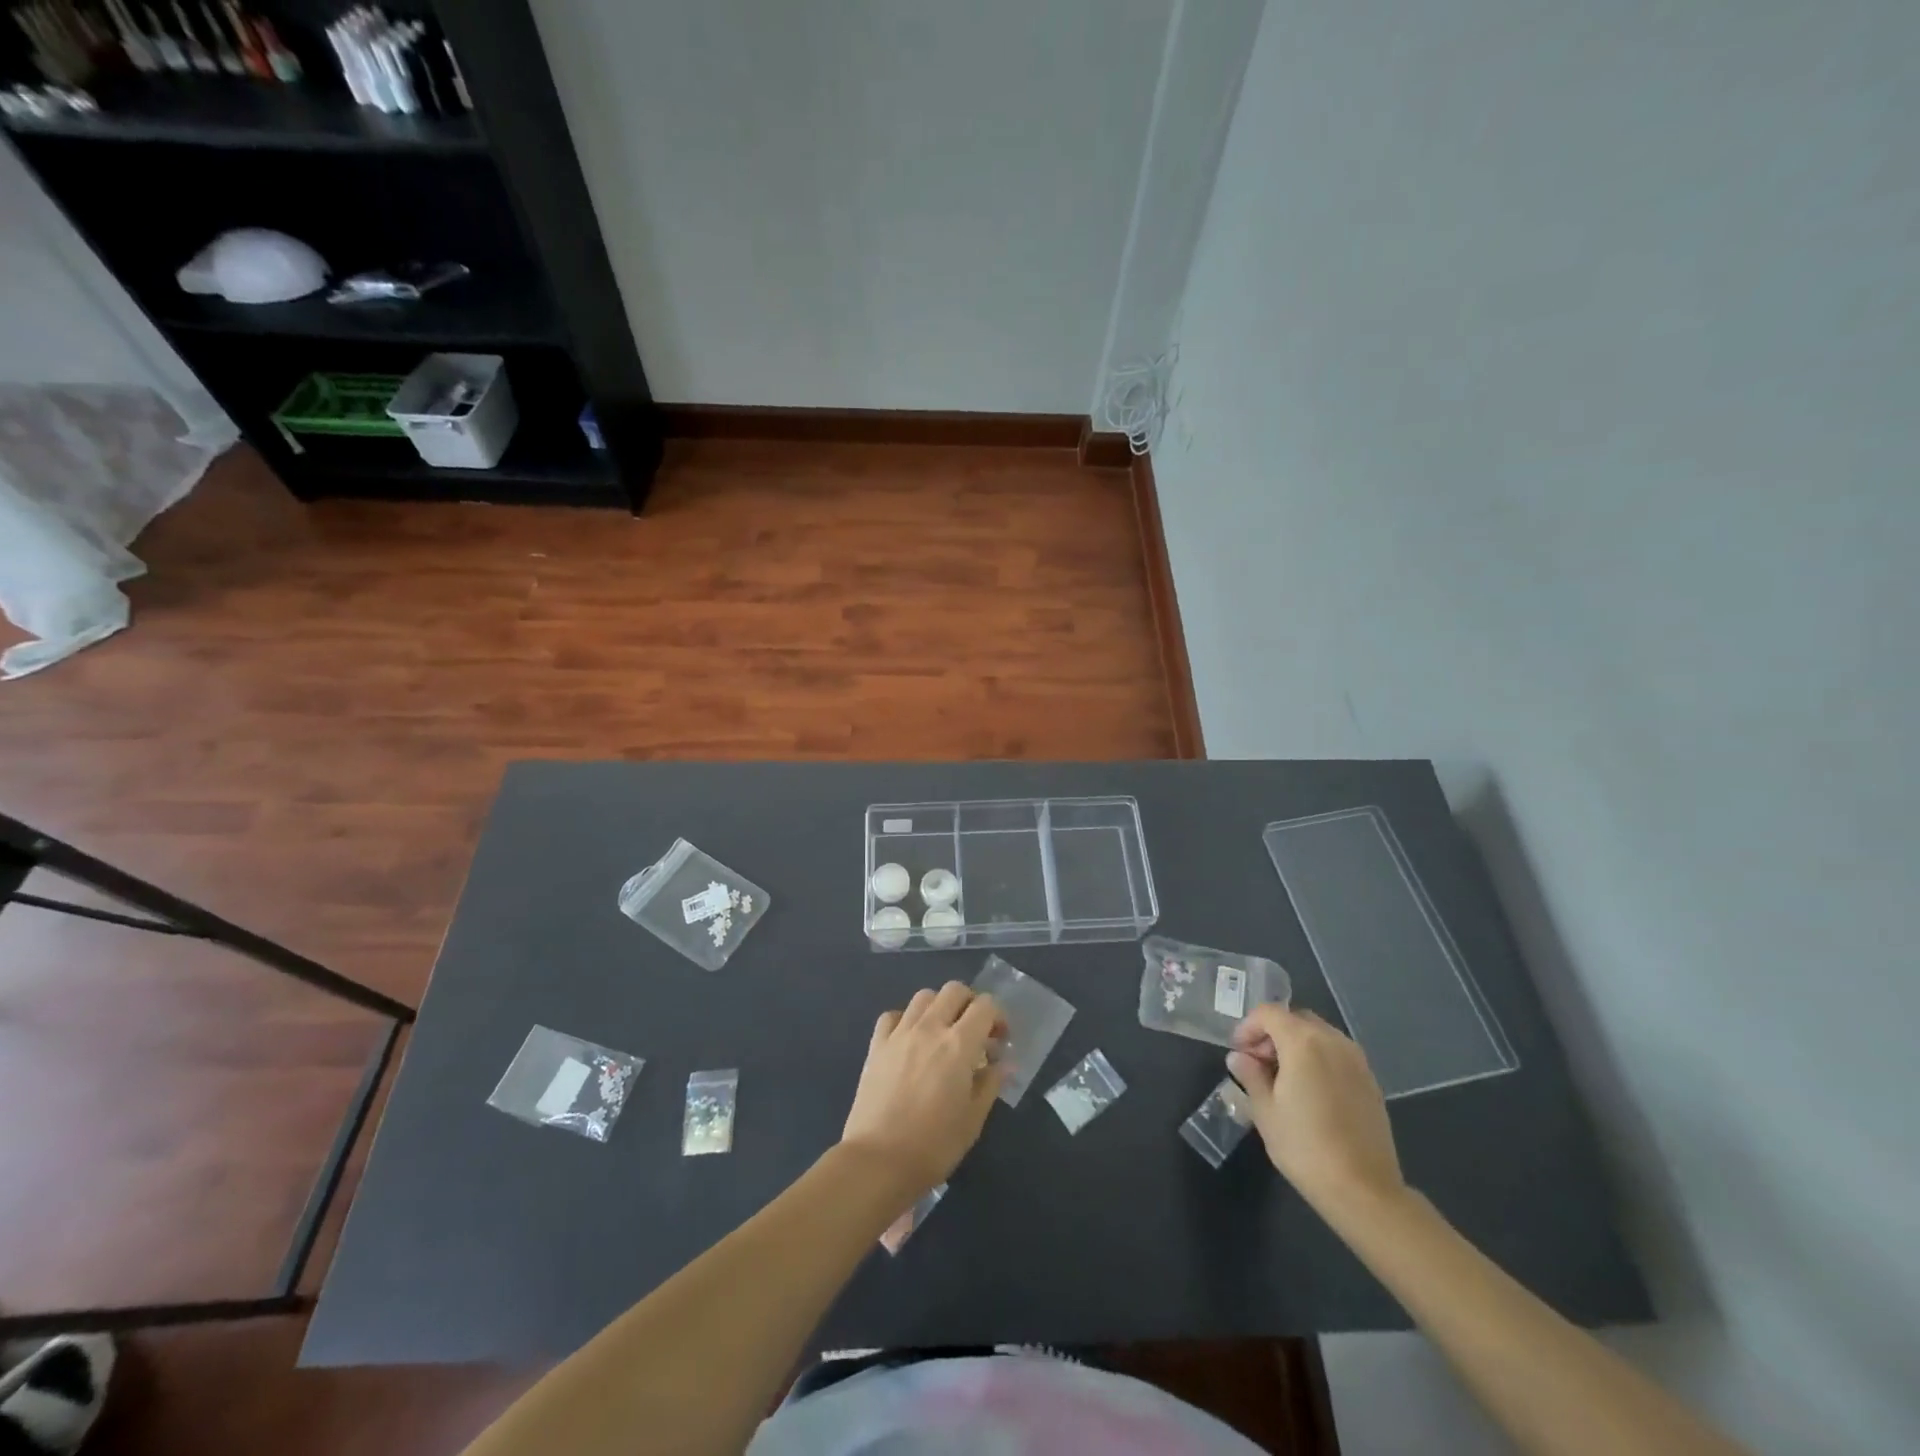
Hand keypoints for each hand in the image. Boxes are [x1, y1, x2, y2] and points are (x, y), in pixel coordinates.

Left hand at [841, 982, 1005, 1194]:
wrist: (878, 1161)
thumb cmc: (933, 1146)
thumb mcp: (973, 1120)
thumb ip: (990, 1084)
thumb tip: (1003, 1063)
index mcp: (959, 1044)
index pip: (986, 1005)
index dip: (998, 1016)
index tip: (999, 1041)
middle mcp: (930, 1028)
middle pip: (954, 990)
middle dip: (970, 1004)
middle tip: (974, 1032)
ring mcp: (900, 1033)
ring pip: (924, 996)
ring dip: (939, 1007)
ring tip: (942, 1034)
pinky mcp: (876, 1045)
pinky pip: (893, 1016)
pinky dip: (906, 1020)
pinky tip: (910, 1041)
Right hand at [1227, 1004, 1406, 1216]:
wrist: (1364, 1190)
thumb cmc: (1305, 1147)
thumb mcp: (1265, 1111)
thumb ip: (1250, 1075)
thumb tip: (1239, 1057)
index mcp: (1303, 1042)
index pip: (1269, 1013)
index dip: (1248, 1027)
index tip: (1238, 1052)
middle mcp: (1333, 1041)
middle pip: (1295, 1019)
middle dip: (1272, 1034)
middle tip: (1258, 1063)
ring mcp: (1357, 1060)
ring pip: (1319, 1034)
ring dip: (1296, 1044)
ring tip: (1283, 1078)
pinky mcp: (1370, 1081)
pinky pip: (1337, 1054)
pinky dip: (1318, 1058)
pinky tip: (1310, 1091)